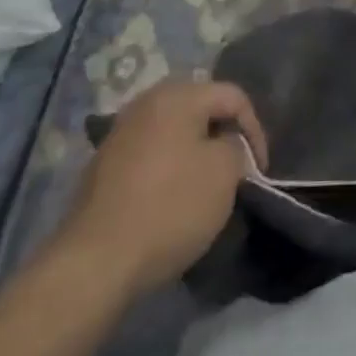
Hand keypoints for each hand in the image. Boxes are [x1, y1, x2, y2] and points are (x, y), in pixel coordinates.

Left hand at [49, 80, 267, 298]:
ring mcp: (121, 131)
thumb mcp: (224, 173)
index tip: (259, 170)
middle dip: (223, 134)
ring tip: (207, 183)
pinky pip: (151, 151)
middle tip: (237, 168)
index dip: (255, 129)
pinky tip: (172, 195)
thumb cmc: (170, 207)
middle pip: (201, 107)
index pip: (233, 96)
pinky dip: (169, 165)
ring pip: (174, 130)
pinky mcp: (104, 163)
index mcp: (178, 94)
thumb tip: (226, 144)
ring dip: (196, 150)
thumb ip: (236, 146)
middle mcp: (147, 101)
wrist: (95, 261)